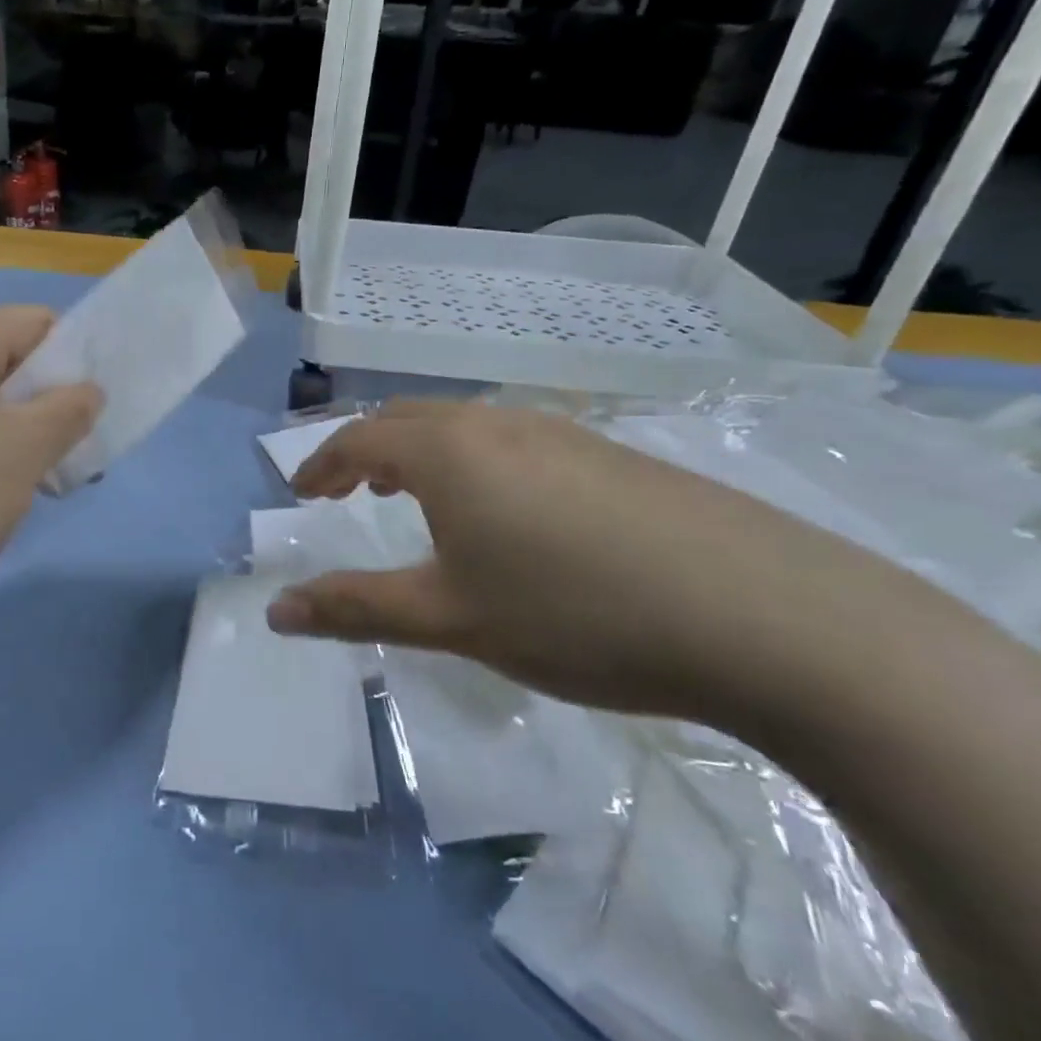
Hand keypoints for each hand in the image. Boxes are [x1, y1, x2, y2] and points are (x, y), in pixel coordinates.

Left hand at [0, 306, 100, 613]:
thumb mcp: (28, 447)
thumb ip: (70, 409)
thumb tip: (88, 391)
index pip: (33, 321)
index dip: (73, 353)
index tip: (92, 402)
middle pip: (9, 362)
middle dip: (51, 401)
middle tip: (75, 447)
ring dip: (24, 432)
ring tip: (44, 478)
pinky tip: (1, 491)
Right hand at [266, 400, 957, 725]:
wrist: (765, 615)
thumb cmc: (576, 614)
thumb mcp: (451, 620)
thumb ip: (355, 609)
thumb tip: (276, 610)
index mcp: (449, 451)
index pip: (360, 439)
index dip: (321, 464)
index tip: (302, 493)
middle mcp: (499, 424)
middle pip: (409, 419)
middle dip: (366, 451)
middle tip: (348, 491)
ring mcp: (563, 432)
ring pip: (466, 426)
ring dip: (422, 453)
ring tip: (414, 497)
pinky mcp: (612, 454)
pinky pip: (514, 441)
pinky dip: (476, 462)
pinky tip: (504, 512)